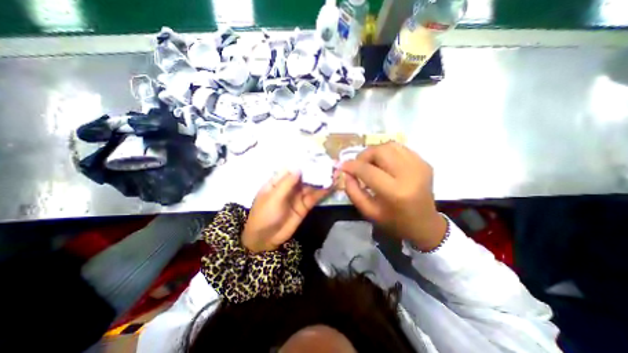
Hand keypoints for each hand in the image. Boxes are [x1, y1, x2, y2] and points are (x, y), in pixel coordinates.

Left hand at [241, 169, 330, 251]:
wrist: (265, 239)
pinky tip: (332, 185)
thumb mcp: (273, 197)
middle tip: (331, 163)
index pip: (293, 168)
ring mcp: (298, 196)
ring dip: (323, 179)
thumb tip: (299, 167)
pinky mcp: (305, 206)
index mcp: (278, 181)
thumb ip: (287, 183)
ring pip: (312, 185)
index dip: (305, 162)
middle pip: (305, 176)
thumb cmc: (264, 215)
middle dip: (317, 170)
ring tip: (335, 172)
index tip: (318, 156)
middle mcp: (290, 186)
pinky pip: (315, 197)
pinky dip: (323, 191)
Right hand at [343, 142, 445, 251]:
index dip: (352, 166)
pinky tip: (384, 164)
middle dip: (364, 156)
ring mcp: (420, 166)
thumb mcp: (368, 211)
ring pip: (390, 145)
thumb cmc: (394, 221)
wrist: (425, 224)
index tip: (343, 166)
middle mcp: (410, 175)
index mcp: (395, 192)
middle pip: (380, 151)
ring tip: (371, 164)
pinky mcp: (424, 162)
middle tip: (359, 166)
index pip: (368, 170)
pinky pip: (400, 148)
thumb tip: (346, 172)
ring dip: (375, 152)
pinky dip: (387, 153)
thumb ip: (353, 191)